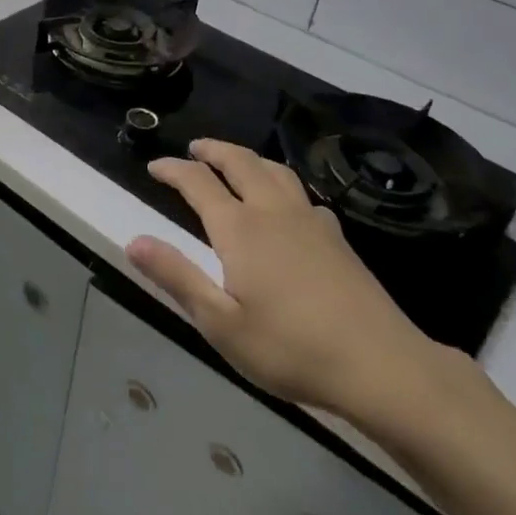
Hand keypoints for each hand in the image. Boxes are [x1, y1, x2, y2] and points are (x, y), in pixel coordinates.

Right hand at [127, 140, 448, 428]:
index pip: (198, 182)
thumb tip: (133, 240)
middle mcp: (273, 212)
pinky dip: (281, 184)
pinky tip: (287, 206)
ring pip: (275, 171)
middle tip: (194, 148)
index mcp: (240, 228)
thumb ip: (176, 276)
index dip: (173, 170)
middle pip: (240, 162)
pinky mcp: (337, 238)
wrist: (382, 366)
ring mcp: (310, 221)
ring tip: (235, 161)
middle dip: (213, 150)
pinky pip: (302, 193)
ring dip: (248, 158)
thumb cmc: (291, 348)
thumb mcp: (221, 323)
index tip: (154, 166)